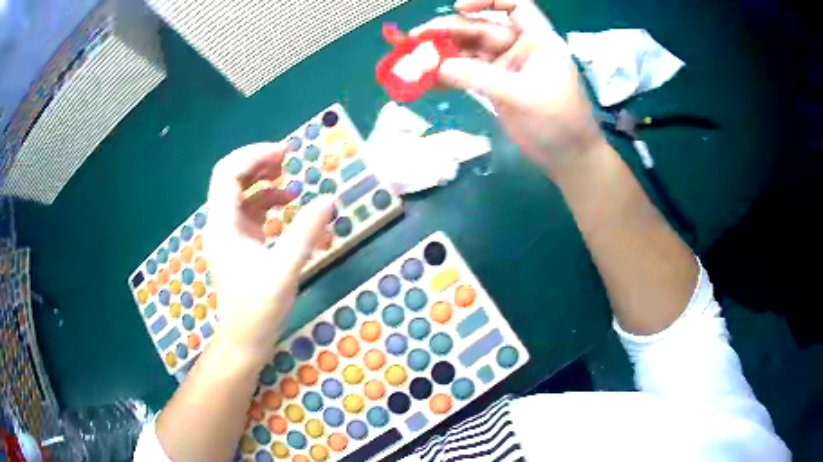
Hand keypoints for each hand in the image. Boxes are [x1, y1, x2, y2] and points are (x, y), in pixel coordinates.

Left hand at [204, 143, 333, 363]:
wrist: (245, 340)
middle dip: (259, 163)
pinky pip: (251, 212)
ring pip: (241, 193)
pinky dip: (268, 202)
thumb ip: (306, 233)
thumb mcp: (284, 270)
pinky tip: (288, 205)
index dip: (254, 156)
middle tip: (288, 159)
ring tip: (290, 179)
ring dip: (264, 181)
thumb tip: (329, 200)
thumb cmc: (259, 309)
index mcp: (223, 225)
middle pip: (232, 178)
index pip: (227, 173)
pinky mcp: (240, 243)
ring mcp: (230, 233)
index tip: (285, 153)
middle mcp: (221, 224)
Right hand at [412, 0, 606, 176]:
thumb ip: (480, 78)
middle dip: (450, 31)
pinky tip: (426, 77)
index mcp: (537, 40)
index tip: (458, 7)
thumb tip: (438, 66)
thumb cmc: (558, 122)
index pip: (515, 6)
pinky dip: (447, 75)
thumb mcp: (522, 95)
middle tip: (417, 38)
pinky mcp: (494, 87)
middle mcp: (519, 48)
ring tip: (414, 57)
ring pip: (470, 52)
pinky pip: (467, 74)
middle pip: (481, 29)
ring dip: (443, 53)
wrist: (568, 158)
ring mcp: (505, 68)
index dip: (488, 1)